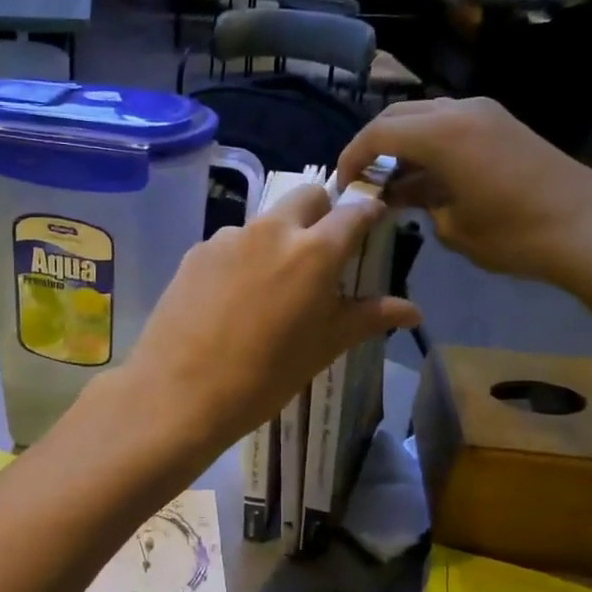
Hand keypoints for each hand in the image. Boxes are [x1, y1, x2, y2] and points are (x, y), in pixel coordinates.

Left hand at [115, 185, 420, 454]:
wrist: (179, 393)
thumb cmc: (264, 377)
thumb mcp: (323, 348)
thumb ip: (366, 318)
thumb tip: (412, 310)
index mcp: (314, 251)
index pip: (354, 212)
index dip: (368, 214)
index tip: (372, 225)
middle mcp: (272, 230)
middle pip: (307, 198)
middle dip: (322, 214)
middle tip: (321, 255)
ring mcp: (228, 238)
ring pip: (265, 221)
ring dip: (278, 239)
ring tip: (269, 288)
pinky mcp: (195, 253)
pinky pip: (231, 243)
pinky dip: (242, 258)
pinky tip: (230, 300)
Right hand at [335, 97, 591, 289]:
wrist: (590, 227)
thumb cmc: (514, 234)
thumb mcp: (452, 227)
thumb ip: (419, 202)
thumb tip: (404, 193)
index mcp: (442, 134)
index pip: (378, 134)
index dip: (352, 157)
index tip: (342, 184)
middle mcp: (460, 110)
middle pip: (398, 116)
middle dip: (372, 145)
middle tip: (361, 179)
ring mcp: (485, 113)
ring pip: (424, 116)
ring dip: (402, 143)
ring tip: (391, 180)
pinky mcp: (502, 124)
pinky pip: (450, 124)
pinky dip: (428, 144)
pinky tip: (426, 176)